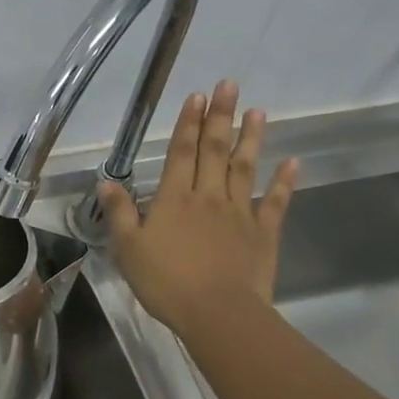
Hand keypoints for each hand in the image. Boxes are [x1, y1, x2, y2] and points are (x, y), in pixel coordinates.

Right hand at [98, 80, 297, 337]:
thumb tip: (106, 182)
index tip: (197, 95)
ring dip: (250, 138)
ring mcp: (240, 213)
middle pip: (214, 150)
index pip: (182, 152)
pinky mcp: (263, 233)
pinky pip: (275, 202)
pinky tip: (292, 162)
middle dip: (220, 116)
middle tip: (229, 84)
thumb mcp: (128, 249)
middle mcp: (208, 196)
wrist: (218, 314)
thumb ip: (119, 213)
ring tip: (257, 111)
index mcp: (174, 198)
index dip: (188, 122)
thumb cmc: (167, 282)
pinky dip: (284, 181)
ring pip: (244, 168)